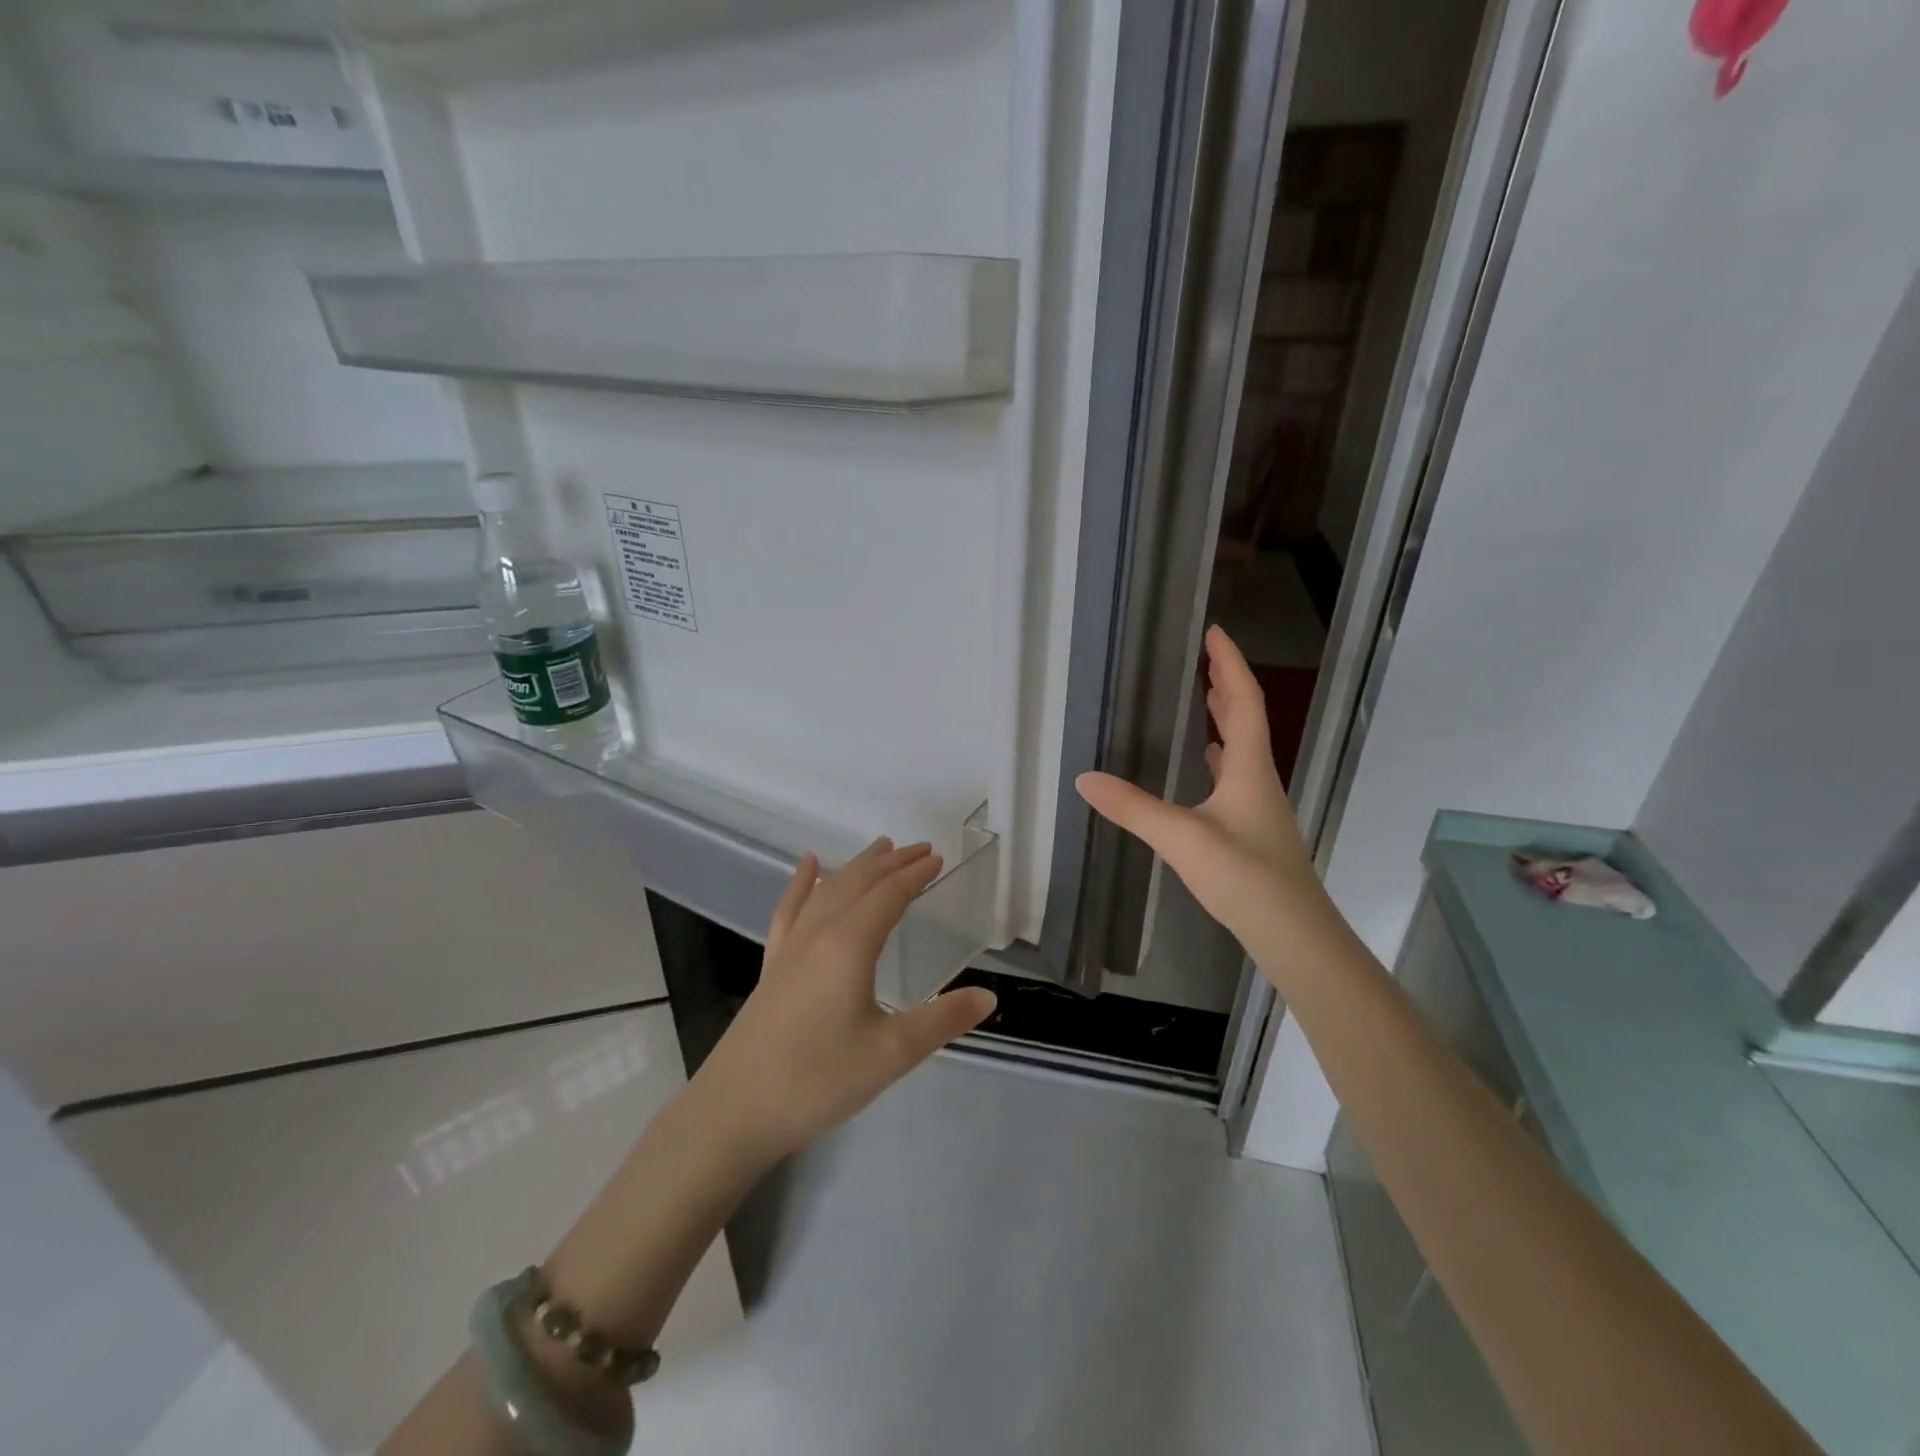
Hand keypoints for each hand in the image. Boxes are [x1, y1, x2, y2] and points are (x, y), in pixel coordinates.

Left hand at [692, 839, 996, 1162]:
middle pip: (859, 882)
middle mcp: (819, 933)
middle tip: (920, 849)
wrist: (734, 1110)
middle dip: (892, 862)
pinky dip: (802, 882)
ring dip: (857, 866)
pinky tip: (808, 866)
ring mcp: (790, 946)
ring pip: (828, 889)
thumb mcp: (891, 1054)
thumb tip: (990, 997)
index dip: (915, 874)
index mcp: (850, 944)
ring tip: (879, 849)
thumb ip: (943, 1021)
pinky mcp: (772, 965)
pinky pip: (790, 909)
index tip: (939, 859)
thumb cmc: (818, 1079)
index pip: (889, 895)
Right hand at [1076, 626, 1324, 948]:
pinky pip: (1235, 778)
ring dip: (1226, 719)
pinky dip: (1219, 759)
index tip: (1214, 631)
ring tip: (1204, 700)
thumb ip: (1133, 807)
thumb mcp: (1181, 839)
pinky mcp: (1253, 832)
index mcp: (1248, 769)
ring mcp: (1259, 808)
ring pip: (1243, 750)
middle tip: (1205, 658)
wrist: (1294, 935)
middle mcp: (1258, 780)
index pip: (1243, 701)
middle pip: (1247, 719)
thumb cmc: (1245, 878)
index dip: (1229, 664)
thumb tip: (1084, 778)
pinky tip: (1206, 769)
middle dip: (1227, 684)